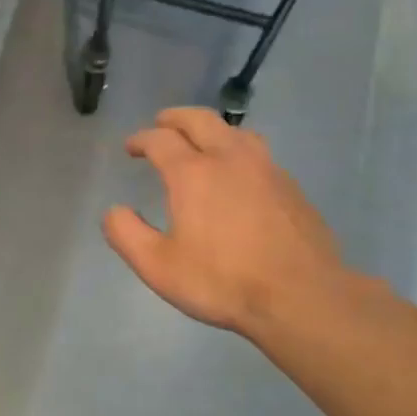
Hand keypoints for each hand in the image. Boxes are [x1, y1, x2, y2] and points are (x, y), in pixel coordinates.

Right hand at [104, 108, 348, 338]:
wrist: (301, 297)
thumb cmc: (222, 281)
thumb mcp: (157, 266)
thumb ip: (126, 234)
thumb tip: (115, 211)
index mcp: (193, 173)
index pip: (160, 140)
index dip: (141, 139)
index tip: (131, 147)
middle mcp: (230, 159)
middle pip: (200, 120)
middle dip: (175, 118)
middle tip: (161, 124)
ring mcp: (266, 170)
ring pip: (235, 132)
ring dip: (211, 130)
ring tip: (201, 143)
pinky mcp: (291, 187)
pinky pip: (258, 154)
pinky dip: (237, 152)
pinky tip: (237, 176)